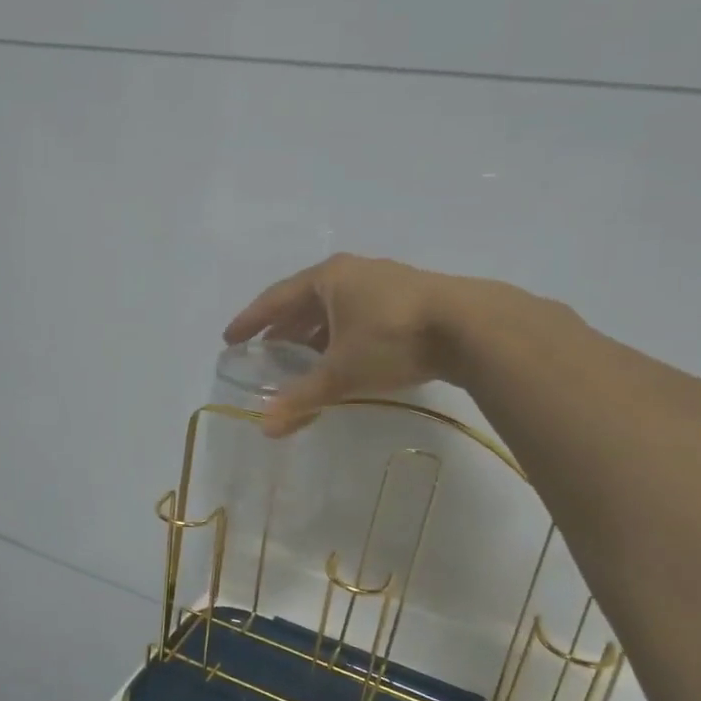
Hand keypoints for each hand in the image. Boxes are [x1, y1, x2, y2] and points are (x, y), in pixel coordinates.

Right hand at [223, 254, 454, 435]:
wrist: (471, 327)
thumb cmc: (392, 340)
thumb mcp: (342, 373)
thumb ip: (302, 399)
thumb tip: (264, 428)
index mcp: (328, 278)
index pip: (275, 299)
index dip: (250, 321)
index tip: (230, 339)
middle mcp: (352, 272)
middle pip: (304, 300)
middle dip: (283, 327)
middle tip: (265, 351)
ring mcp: (384, 282)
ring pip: (335, 307)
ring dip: (314, 332)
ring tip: (301, 358)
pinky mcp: (410, 299)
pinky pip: (359, 314)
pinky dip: (341, 334)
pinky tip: (344, 356)